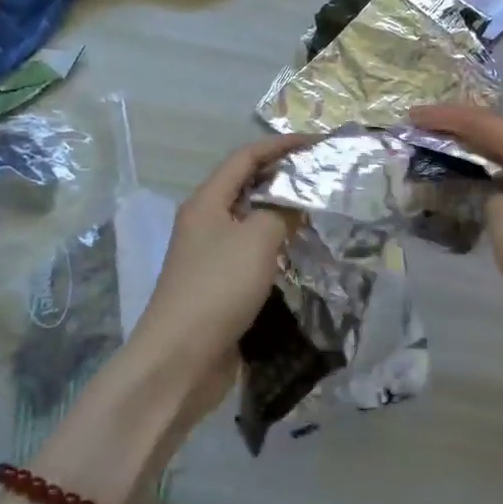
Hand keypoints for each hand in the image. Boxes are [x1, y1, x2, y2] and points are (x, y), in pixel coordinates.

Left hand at [116, 134, 305, 424]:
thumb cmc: (217, 288)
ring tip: (319, 212)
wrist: (180, 360)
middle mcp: (205, 222)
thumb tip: (296, 201)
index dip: (280, 145)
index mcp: (206, 201)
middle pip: (246, 186)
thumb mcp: (257, 240)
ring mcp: (210, 256)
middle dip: (283, 177)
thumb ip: (281, 212)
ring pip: (250, 222)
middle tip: (322, 177)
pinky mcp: (218, 286)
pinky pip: (251, 253)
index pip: (245, 157)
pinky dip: (275, 246)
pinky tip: (300, 254)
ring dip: (281, 213)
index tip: (316, 144)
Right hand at [413, 105, 502, 382]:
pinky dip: (492, 178)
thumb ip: (491, 202)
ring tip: (439, 156)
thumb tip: (496, 196)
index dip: (448, 118)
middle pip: (501, 135)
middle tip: (420, 135)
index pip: (488, 126)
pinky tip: (474, 190)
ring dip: (475, 155)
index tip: (411, 117)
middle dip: (459, 132)